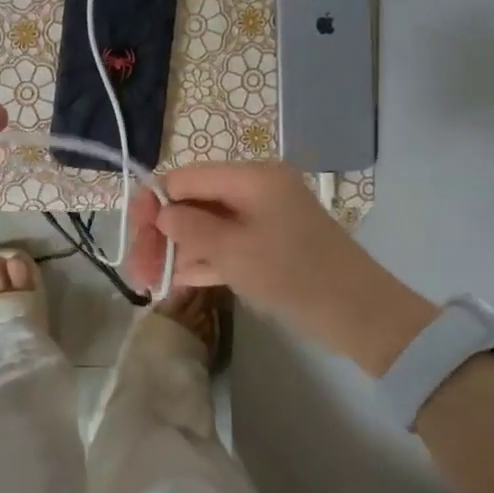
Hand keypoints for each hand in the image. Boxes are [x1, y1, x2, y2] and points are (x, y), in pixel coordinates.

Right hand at [125, 162, 435, 373]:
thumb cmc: (294, 274)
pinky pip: (224, 245)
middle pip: (192, 203)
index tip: (134, 238)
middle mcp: (255, 190)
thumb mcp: (233, 251)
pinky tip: (175, 282)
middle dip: (162, 234)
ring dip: (177, 251)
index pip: (185, 178)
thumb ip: (190, 228)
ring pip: (205, 227)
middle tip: (140, 272)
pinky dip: (201, 260)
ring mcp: (262, 219)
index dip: (153, 204)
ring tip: (150, 284)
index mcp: (251, 177)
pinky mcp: (267, 246)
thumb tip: (161, 214)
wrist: (359, 315)